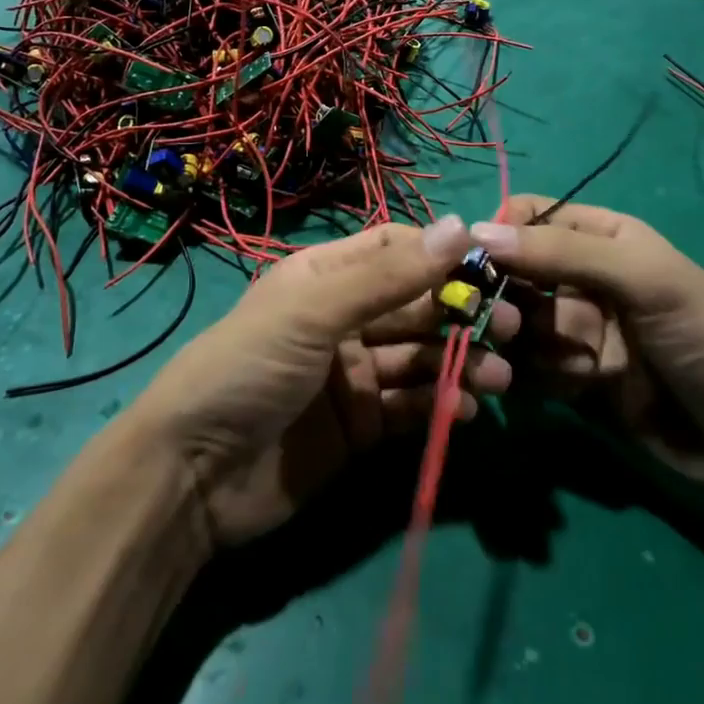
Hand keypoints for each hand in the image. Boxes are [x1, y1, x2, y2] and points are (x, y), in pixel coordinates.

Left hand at [129, 216, 513, 550]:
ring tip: (499, 377)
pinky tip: (467, 410)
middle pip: (415, 306)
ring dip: (460, 363)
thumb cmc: (248, 368)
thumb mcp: (314, 312)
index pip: (395, 250)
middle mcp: (344, 319)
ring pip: (419, 359)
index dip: (441, 254)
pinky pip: (410, 407)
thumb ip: (388, 276)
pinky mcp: (361, 426)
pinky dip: (440, 406)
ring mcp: (353, 374)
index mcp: (327, 277)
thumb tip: (460, 226)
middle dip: (460, 313)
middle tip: (510, 326)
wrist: (193, 476)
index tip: (491, 263)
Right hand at [471, 198, 703, 486]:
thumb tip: (478, 231)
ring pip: (515, 323)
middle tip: (511, 323)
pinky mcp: (572, 381)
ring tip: (558, 363)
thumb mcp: (642, 278)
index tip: (474, 258)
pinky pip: (527, 369)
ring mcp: (575, 332)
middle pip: (512, 273)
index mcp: (600, 236)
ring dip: (518, 341)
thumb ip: (562, 253)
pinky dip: (529, 377)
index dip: (499, 232)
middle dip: (501, 294)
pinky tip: (563, 389)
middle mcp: (580, 279)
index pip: (528, 216)